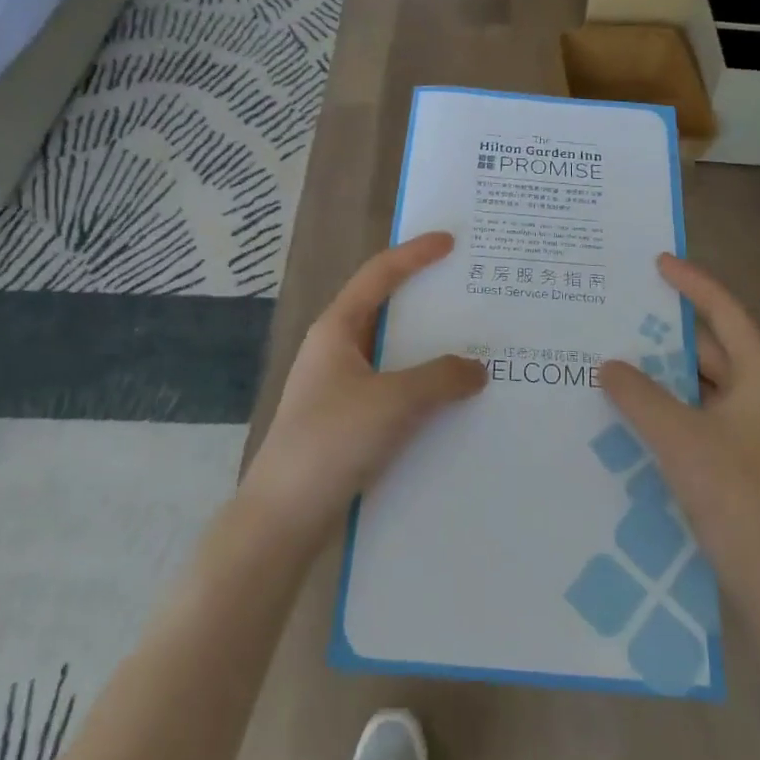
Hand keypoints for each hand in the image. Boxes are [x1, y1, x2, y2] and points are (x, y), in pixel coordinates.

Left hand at [239, 233, 486, 546]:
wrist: (283, 518)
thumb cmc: (332, 442)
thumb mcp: (394, 401)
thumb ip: (441, 378)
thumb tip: (477, 368)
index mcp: (337, 329)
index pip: (379, 274)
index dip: (415, 253)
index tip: (451, 241)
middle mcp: (337, 350)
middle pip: (388, 310)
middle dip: (429, 301)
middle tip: (472, 294)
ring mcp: (341, 387)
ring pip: (394, 354)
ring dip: (430, 350)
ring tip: (475, 346)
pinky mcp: (348, 421)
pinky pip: (394, 389)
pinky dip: (423, 386)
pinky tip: (453, 401)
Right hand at [599, 255, 759, 630]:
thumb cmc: (735, 493)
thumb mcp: (679, 436)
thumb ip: (639, 394)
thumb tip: (609, 365)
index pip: (723, 310)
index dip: (690, 282)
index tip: (656, 262)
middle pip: (709, 346)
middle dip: (664, 332)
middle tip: (619, 313)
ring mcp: (751, 427)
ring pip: (700, 382)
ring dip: (662, 372)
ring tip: (614, 356)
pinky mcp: (739, 456)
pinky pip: (697, 412)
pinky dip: (667, 404)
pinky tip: (631, 408)